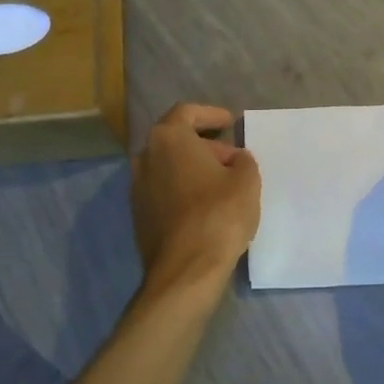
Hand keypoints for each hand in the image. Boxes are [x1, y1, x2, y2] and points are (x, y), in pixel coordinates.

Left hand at [131, 103, 260, 288]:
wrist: (185, 270)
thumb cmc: (218, 215)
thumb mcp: (246, 181)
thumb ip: (243, 161)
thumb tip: (234, 160)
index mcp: (168, 139)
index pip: (187, 113)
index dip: (210, 115)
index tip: (229, 122)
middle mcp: (145, 157)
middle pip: (176, 140)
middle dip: (205, 145)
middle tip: (232, 158)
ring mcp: (137, 188)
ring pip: (168, 167)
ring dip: (193, 169)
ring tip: (222, 183)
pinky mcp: (139, 215)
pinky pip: (164, 191)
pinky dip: (183, 189)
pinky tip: (205, 205)